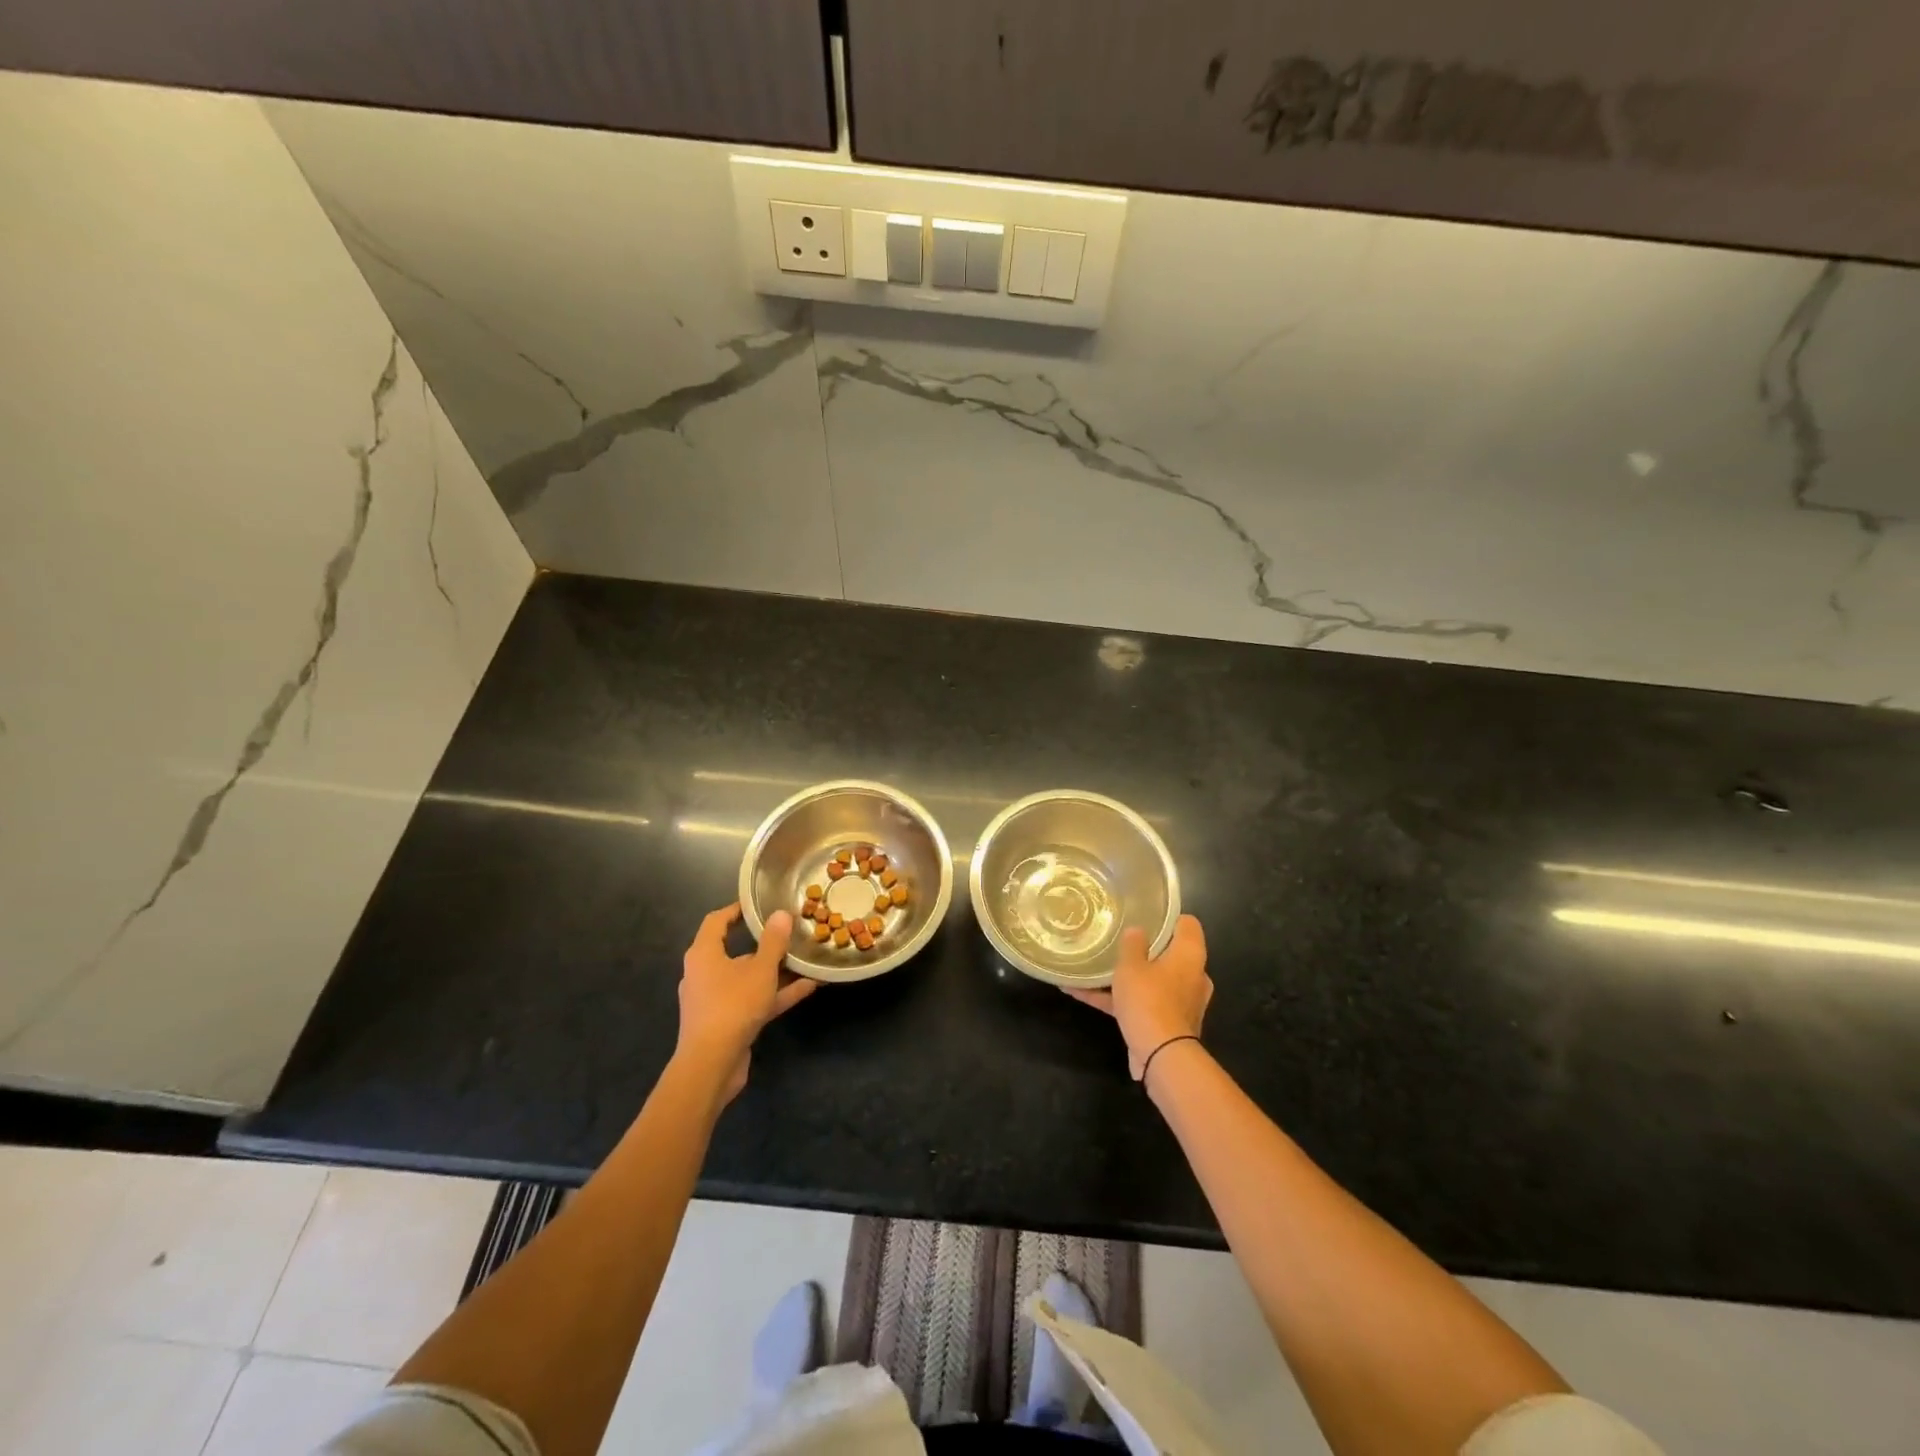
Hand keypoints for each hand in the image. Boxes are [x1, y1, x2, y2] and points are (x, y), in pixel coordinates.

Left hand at [676, 903, 816, 1103]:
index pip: (716, 922)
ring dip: (775, 971)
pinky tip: (808, 987)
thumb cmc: (732, 1006)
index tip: (758, 903)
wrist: (711, 1065)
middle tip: (789, 932)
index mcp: (704, 954)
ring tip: (805, 960)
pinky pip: (753, 1000)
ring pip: (748, 978)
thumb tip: (781, 914)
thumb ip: (773, 942)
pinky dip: (776, 994)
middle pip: (735, 951)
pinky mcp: (726, 1022)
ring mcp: (715, 1000)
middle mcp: (705, 974)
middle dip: (764, 944)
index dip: (736, 910)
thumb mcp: (760, 970)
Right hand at [1067, 916, 1211, 1080]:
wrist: (1161, 1055)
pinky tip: (1080, 993)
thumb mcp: (1131, 966)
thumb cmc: (1149, 1000)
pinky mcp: (1168, 1023)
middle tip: (1120, 939)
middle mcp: (1192, 976)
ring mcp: (1182, 1002)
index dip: (1168, 917)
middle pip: (1170, 953)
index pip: (1187, 924)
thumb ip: (1132, 944)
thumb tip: (1137, 931)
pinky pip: (1141, 1003)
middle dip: (1146, 948)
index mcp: (1190, 955)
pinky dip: (1117, 999)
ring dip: (1127, 976)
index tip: (1145, 914)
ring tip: (1095, 968)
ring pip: (1153, 980)